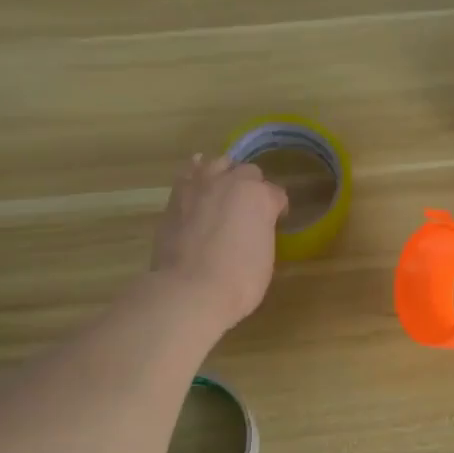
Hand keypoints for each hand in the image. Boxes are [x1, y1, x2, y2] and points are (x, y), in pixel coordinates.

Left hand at [152, 154, 288, 332]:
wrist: (191, 289)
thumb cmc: (239, 281)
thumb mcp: (265, 257)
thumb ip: (262, 232)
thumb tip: (253, 229)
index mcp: (261, 197)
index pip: (276, 195)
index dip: (277, 209)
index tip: (274, 224)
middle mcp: (233, 182)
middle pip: (249, 173)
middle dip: (252, 188)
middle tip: (248, 210)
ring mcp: (202, 185)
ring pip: (219, 163)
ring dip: (225, 174)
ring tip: (224, 190)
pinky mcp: (177, 195)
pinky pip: (189, 172)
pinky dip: (196, 174)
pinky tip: (199, 182)